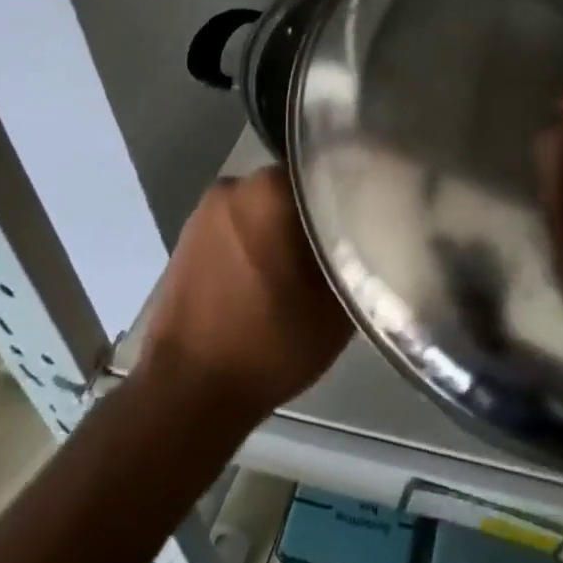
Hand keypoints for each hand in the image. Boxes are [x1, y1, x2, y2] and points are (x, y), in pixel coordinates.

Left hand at [138, 166, 351, 428]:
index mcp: (272, 188)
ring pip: (266, 207)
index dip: (354, 190)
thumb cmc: (269, 343)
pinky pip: (239, 227)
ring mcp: (206, 211)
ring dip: (286, 228)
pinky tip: (273, 277)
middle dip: (318, 210)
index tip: (372, 214)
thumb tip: (377, 232)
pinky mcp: (188, 238)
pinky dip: (258, 242)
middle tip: (346, 242)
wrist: (185, 394)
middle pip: (295, 187)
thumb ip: (362, 257)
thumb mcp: (337, 306)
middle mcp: (236, 185)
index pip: (328, 168)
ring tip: (310, 264)